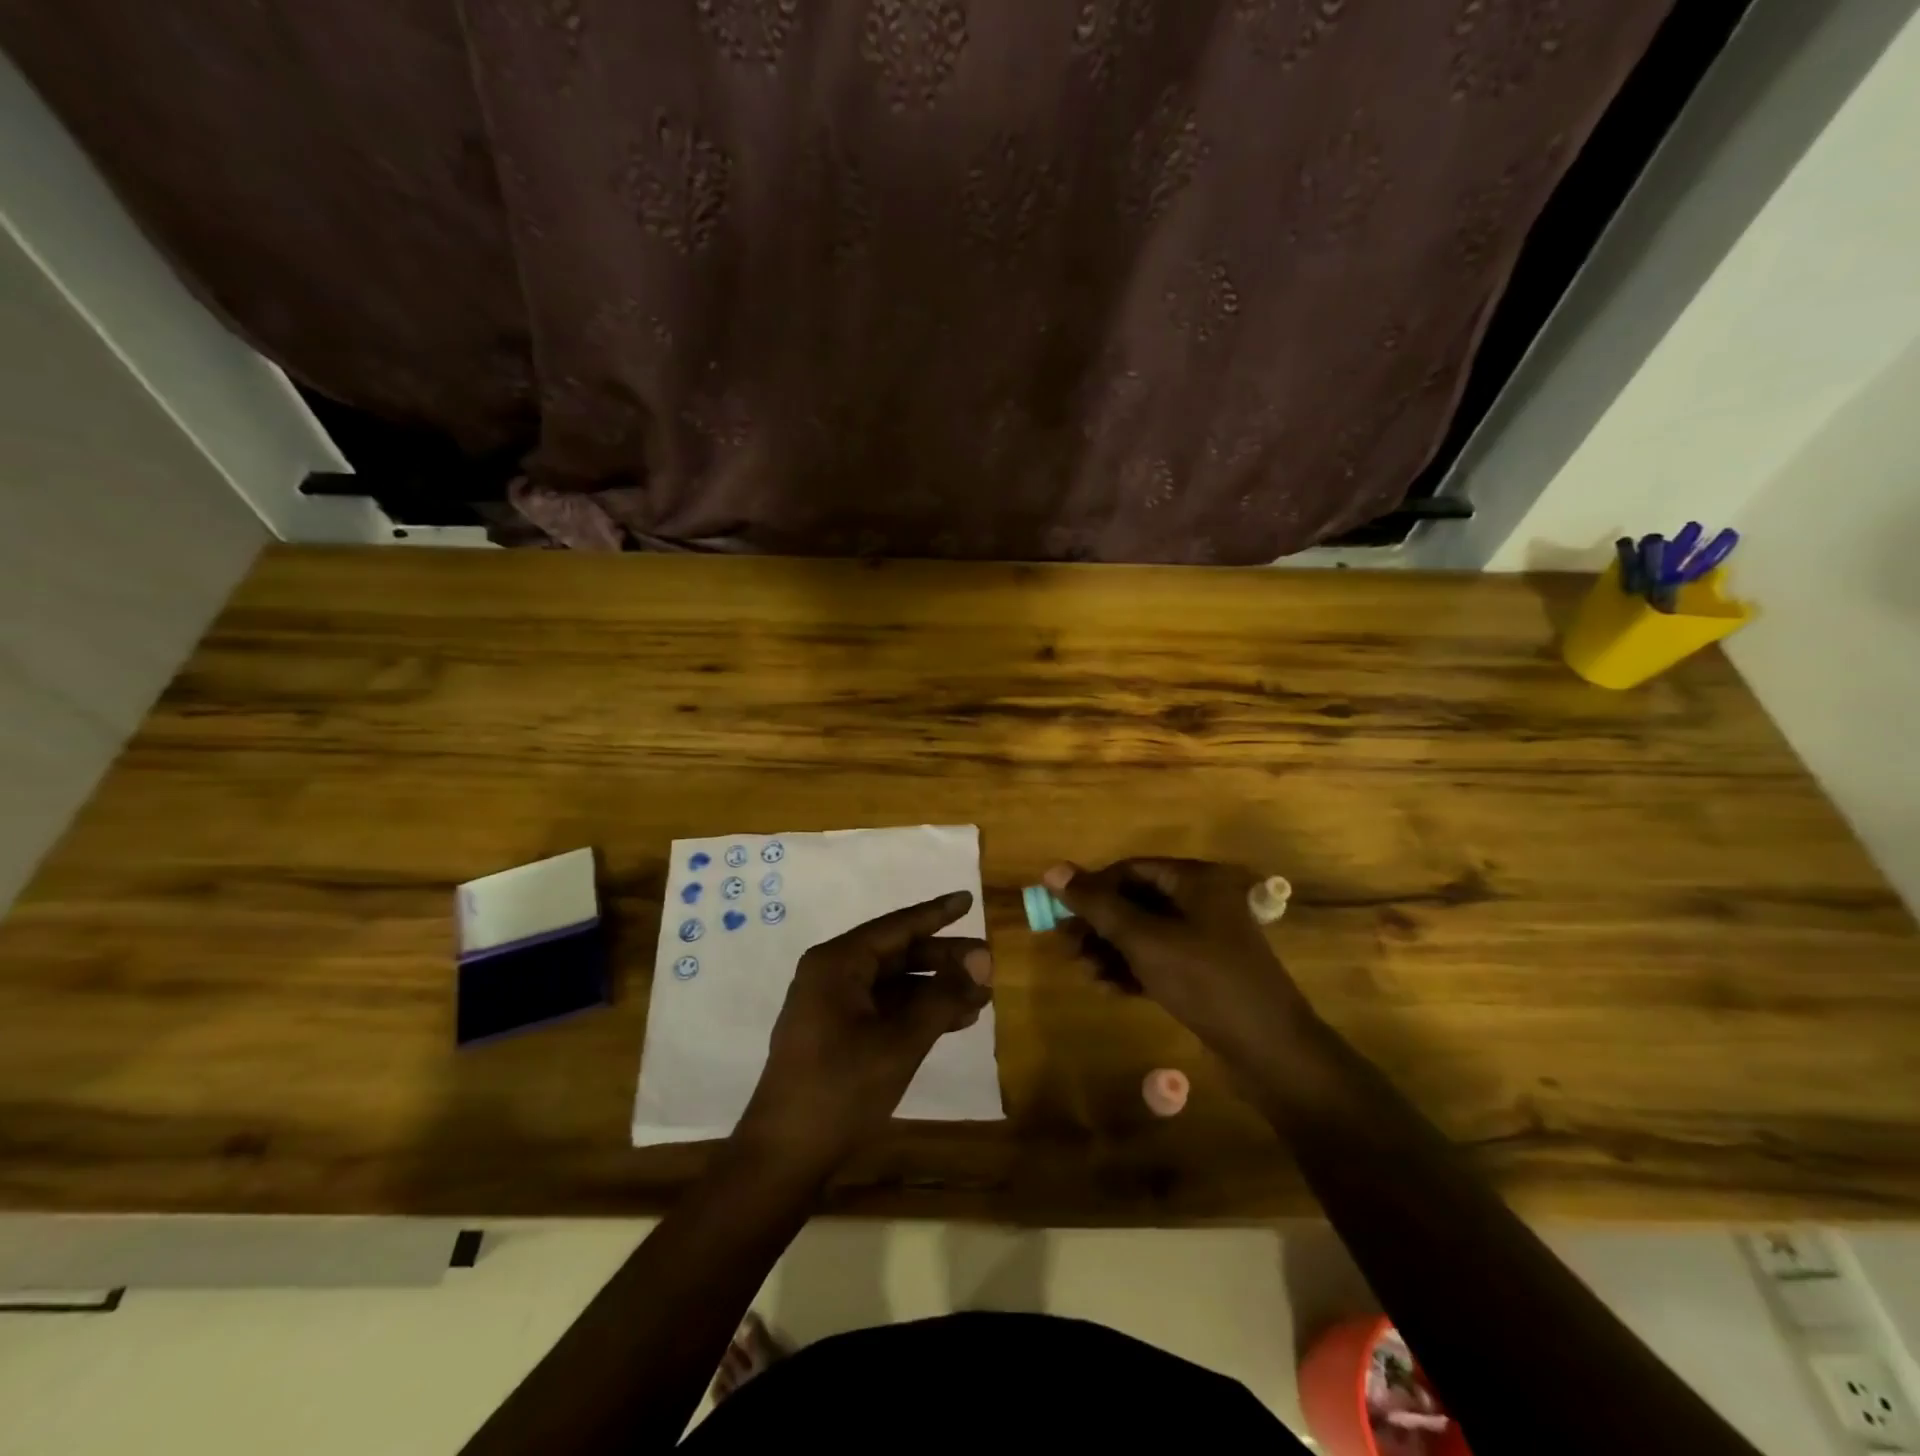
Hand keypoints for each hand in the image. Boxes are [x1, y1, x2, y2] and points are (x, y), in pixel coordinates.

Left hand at [737, 891, 991, 1174]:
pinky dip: (915, 1012)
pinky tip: (953, 1020)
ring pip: (893, 984)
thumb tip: (982, 960)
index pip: (896, 927)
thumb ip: (942, 997)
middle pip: (896, 954)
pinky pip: (882, 1008)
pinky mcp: (834, 1033)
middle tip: (987, 962)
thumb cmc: (842, 1088)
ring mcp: (830, 1005)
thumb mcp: (900, 1041)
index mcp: (837, 963)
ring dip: (934, 989)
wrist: (785, 1156)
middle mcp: (831, 974)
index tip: (967, 899)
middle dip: (943, 960)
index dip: (936, 914)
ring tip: (980, 995)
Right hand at [1044, 858, 1314, 1077]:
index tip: (1061, 911)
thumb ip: (1098, 905)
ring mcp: (1205, 939)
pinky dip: (1132, 968)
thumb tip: (1053, 870)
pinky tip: (1108, 987)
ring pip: (1145, 933)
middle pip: (1136, 901)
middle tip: (1066, 945)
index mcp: (1195, 881)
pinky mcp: (1205, 972)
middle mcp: (1202, 902)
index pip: (1131, 869)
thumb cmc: (1205, 981)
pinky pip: (1159, 959)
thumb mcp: (1145, 940)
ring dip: (1111, 949)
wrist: (1269, 1050)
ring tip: (1084, 970)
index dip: (1093, 887)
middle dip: (1099, 923)